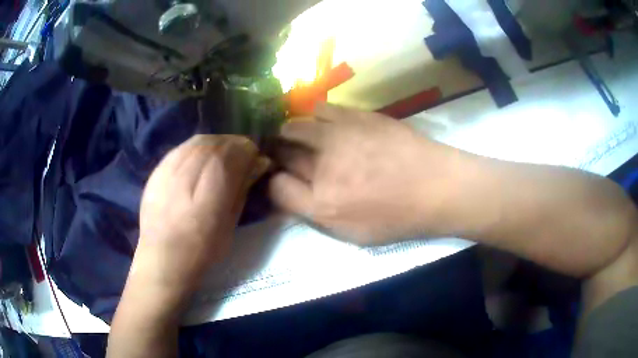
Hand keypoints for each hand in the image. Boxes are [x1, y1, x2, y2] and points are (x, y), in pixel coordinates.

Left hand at [133, 135, 267, 294]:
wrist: (164, 255)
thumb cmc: (203, 246)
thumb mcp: (231, 221)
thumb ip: (243, 187)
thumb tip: (260, 163)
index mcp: (216, 179)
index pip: (240, 149)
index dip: (250, 153)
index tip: (254, 162)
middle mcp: (193, 163)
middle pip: (220, 141)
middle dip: (234, 146)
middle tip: (238, 160)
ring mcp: (172, 162)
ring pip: (201, 140)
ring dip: (216, 145)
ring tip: (219, 160)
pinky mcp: (159, 166)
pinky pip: (183, 147)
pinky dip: (197, 148)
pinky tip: (198, 161)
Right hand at [269, 103, 467, 245]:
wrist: (437, 186)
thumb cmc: (398, 217)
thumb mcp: (353, 234)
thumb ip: (316, 215)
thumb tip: (292, 194)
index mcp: (322, 203)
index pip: (275, 187)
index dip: (274, 184)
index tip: (283, 182)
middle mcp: (322, 166)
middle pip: (281, 153)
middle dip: (277, 155)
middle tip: (286, 157)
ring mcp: (338, 136)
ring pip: (294, 126)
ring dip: (291, 133)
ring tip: (300, 137)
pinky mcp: (355, 115)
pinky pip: (320, 108)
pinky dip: (314, 116)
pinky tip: (322, 123)